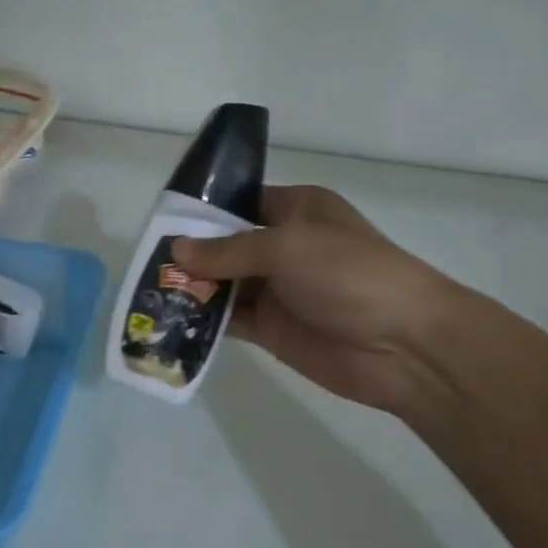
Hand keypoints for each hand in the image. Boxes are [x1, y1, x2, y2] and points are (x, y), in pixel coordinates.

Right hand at [171, 186, 468, 418]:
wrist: (404, 346)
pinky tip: (169, 319)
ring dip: (191, 287)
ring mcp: (277, 289)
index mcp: (296, 210)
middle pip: (224, 244)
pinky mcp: (272, 328)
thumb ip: (228, 250)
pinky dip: (203, 319)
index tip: (159, 220)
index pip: (239, 201)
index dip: (201, 210)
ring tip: (147, 290)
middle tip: (143, 260)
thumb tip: (175, 250)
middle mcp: (283, 246)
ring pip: (223, 283)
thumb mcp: (286, 248)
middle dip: (188, 253)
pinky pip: (229, 319)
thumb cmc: (350, 274)